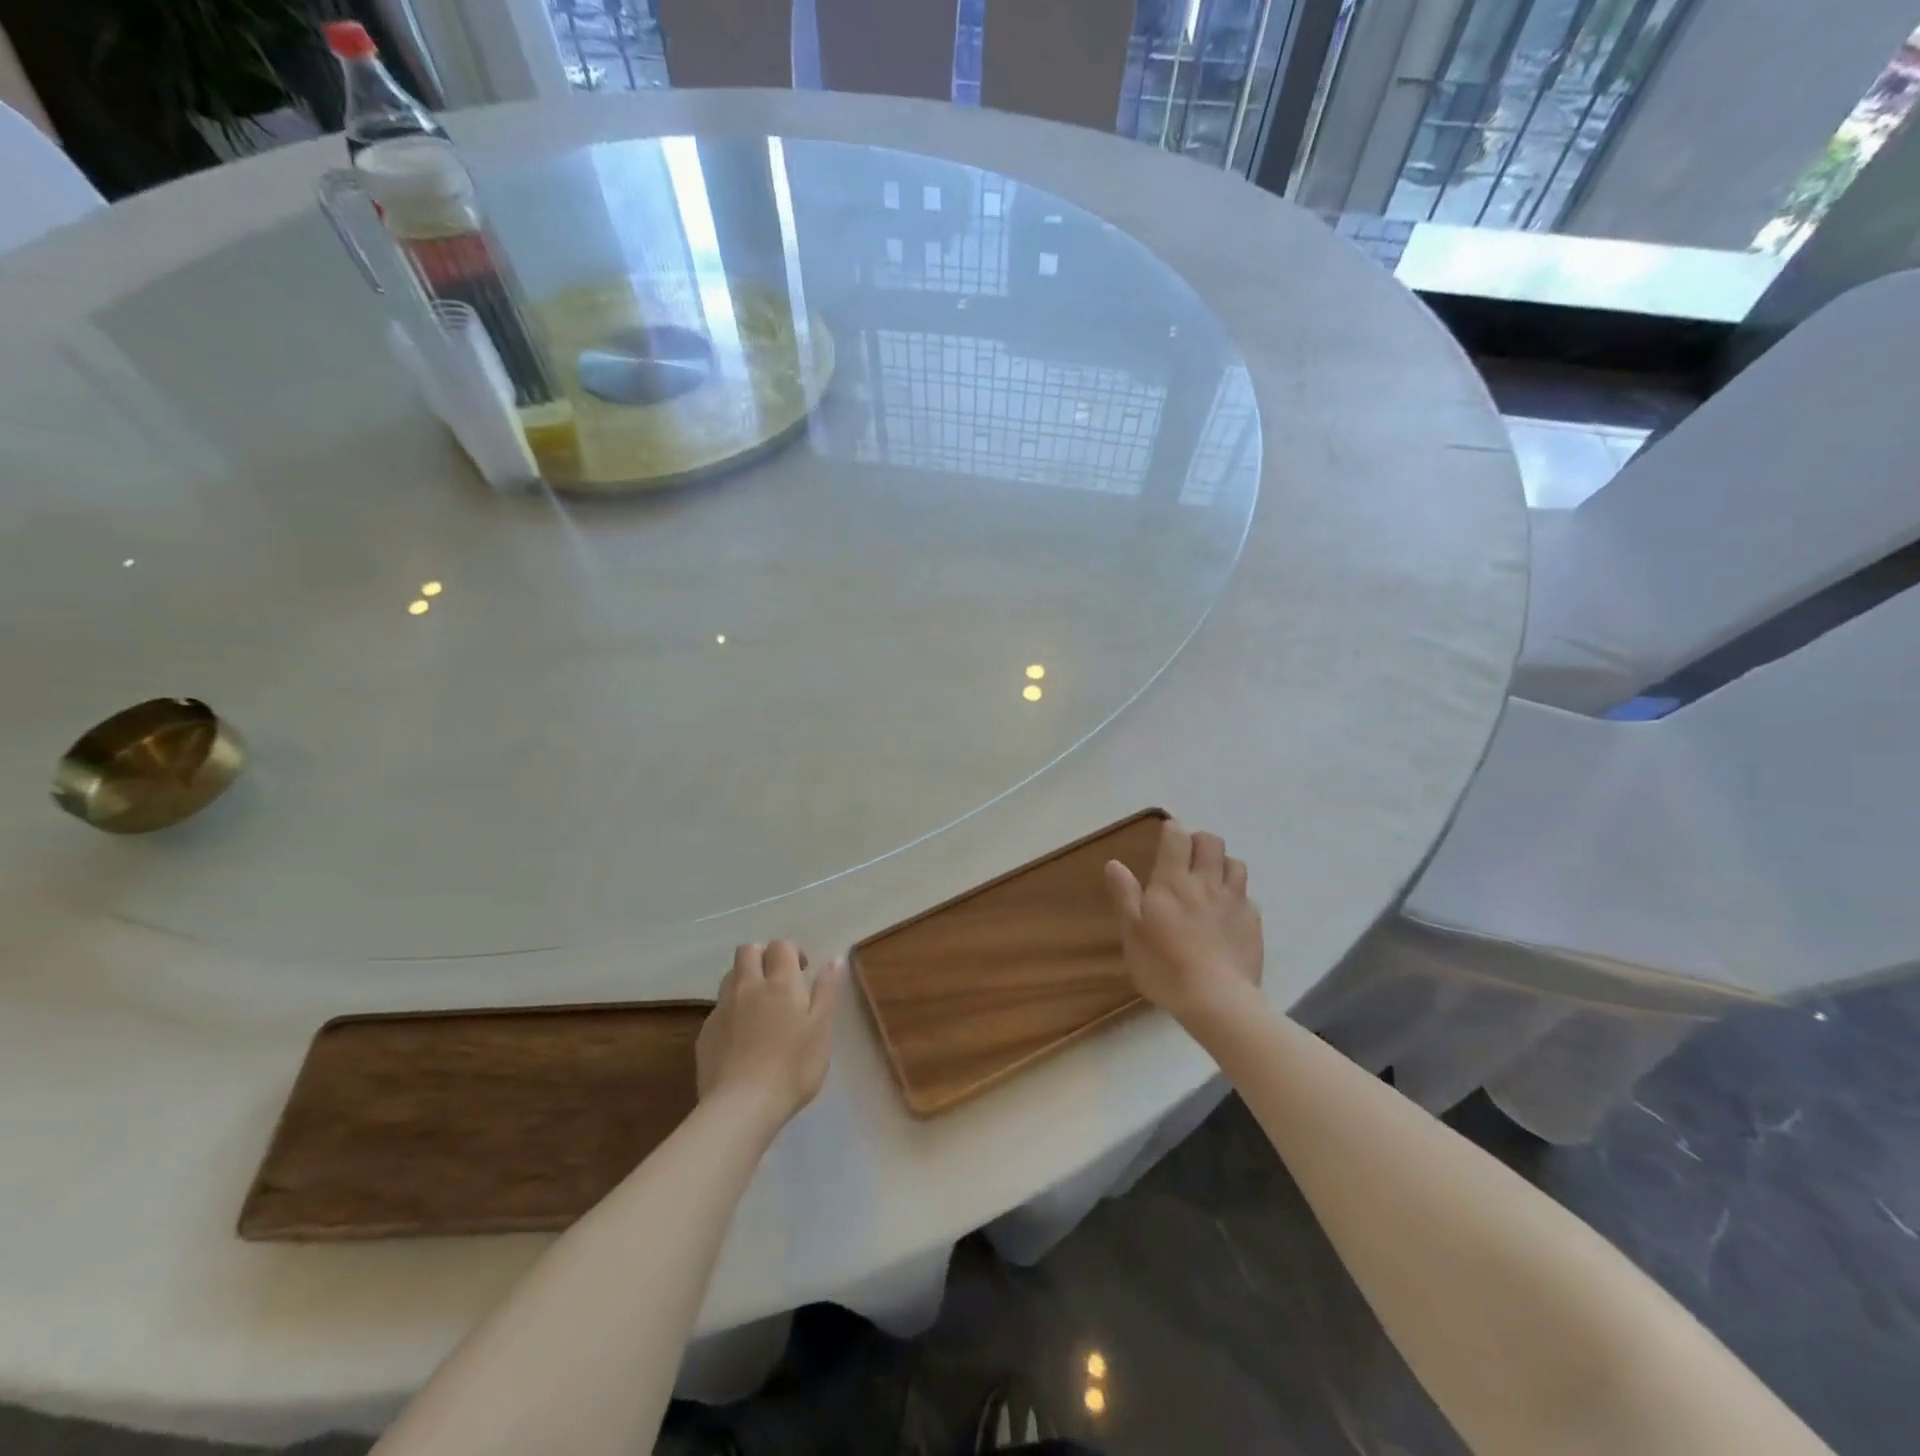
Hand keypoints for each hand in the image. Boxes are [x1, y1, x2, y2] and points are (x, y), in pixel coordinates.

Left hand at [696, 941, 844, 1130]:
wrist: (741, 1106)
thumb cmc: (793, 1067)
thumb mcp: (821, 1030)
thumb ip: (827, 991)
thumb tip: (834, 960)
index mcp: (780, 982)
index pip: (781, 946)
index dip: (792, 952)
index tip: (802, 971)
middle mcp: (747, 986)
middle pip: (748, 951)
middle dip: (763, 956)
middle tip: (778, 981)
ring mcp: (722, 1009)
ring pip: (730, 977)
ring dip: (745, 981)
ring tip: (759, 1007)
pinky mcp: (705, 1033)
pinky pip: (719, 1009)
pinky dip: (732, 1012)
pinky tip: (742, 1039)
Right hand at [1104, 820, 1262, 1025]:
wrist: (1217, 1000)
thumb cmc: (1164, 966)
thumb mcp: (1132, 932)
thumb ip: (1125, 894)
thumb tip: (1114, 863)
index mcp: (1173, 882)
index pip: (1177, 839)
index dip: (1173, 830)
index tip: (1168, 831)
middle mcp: (1206, 883)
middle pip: (1211, 843)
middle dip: (1200, 840)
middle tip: (1188, 853)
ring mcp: (1234, 901)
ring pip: (1235, 864)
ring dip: (1222, 863)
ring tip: (1211, 877)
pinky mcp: (1253, 922)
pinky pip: (1248, 896)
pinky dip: (1237, 895)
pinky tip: (1228, 912)